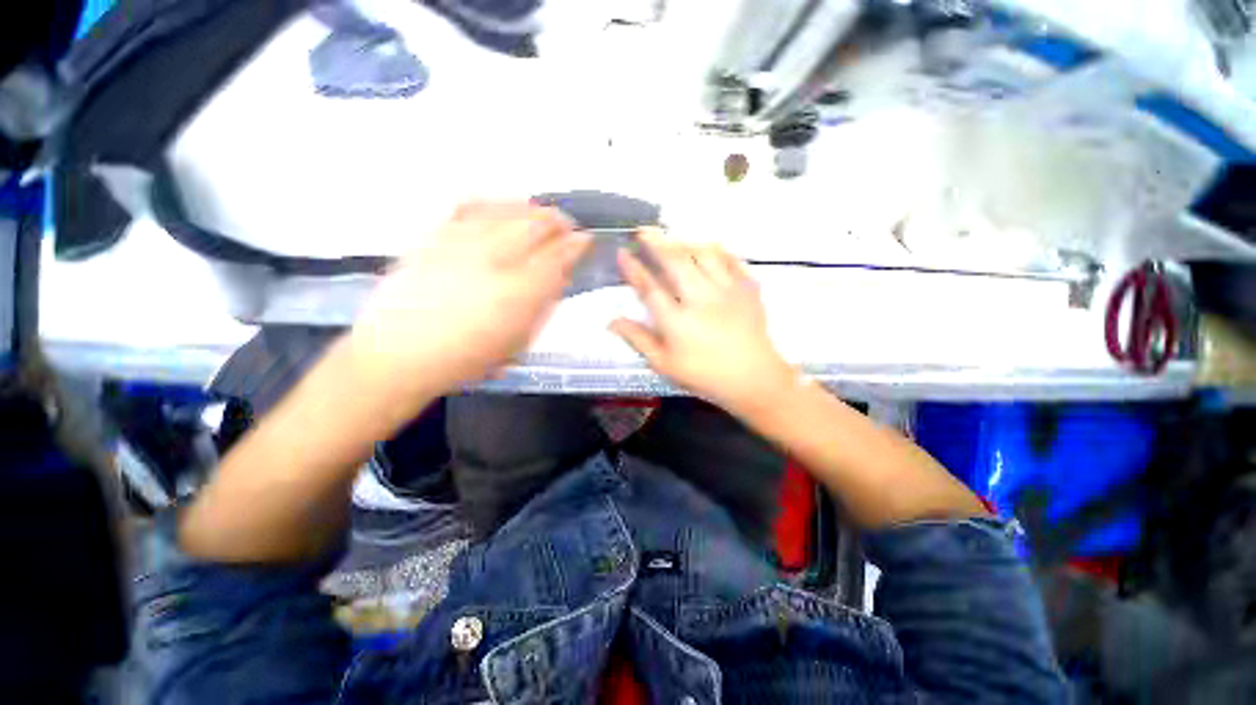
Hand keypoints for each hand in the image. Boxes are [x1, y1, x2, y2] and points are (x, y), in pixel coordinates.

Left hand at [350, 202, 590, 398]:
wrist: (401, 352)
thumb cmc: (468, 358)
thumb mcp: (519, 341)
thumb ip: (543, 306)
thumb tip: (559, 276)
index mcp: (521, 292)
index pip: (559, 255)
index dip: (577, 244)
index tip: (586, 240)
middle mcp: (496, 259)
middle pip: (537, 224)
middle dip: (559, 221)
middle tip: (567, 226)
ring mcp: (463, 242)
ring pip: (508, 210)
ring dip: (532, 209)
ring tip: (541, 214)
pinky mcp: (436, 235)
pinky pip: (472, 206)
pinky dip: (494, 202)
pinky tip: (502, 207)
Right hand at [610, 230, 798, 415]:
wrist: (753, 378)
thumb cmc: (704, 374)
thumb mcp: (664, 364)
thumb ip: (638, 339)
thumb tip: (612, 321)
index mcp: (677, 321)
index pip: (649, 288)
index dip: (633, 269)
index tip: (622, 253)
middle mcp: (700, 299)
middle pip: (675, 261)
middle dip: (656, 242)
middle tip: (643, 230)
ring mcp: (727, 290)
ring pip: (703, 253)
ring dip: (684, 241)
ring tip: (673, 238)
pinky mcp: (748, 287)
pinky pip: (730, 258)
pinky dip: (716, 249)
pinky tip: (707, 247)